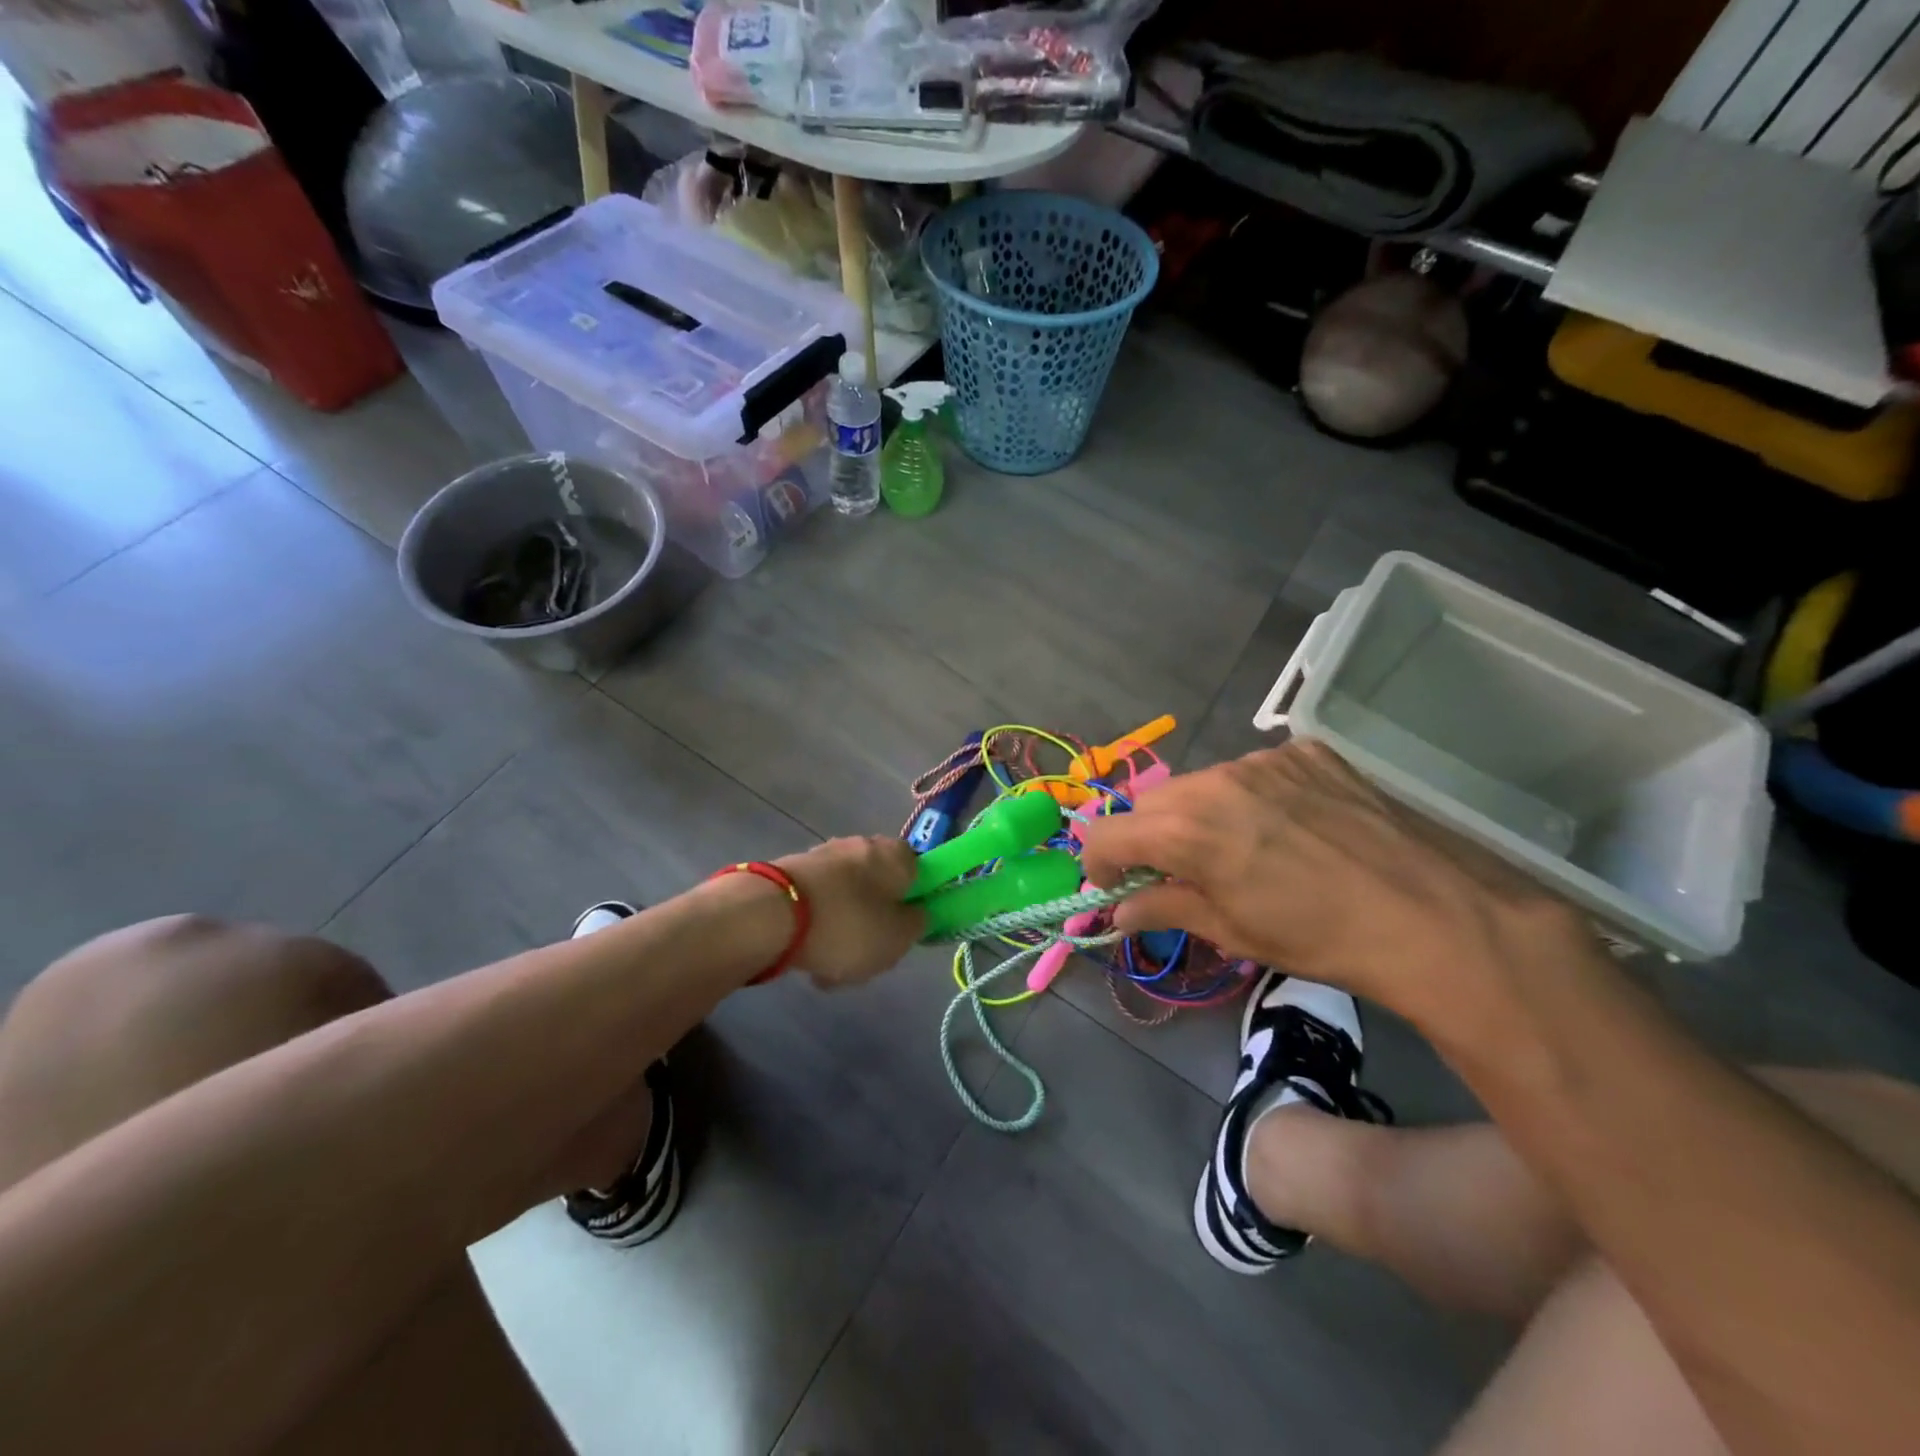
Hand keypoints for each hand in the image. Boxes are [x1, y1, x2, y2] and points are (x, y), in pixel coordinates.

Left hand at [774, 836, 923, 988]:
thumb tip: (915, 913)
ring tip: (829, 969)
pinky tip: (806, 960)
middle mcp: (861, 845)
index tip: (904, 930)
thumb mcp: (898, 938)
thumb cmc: (849, 924)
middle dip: (873, 920)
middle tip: (868, 955)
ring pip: (846, 899)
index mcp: (896, 853)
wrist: (772, 915)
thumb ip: (916, 924)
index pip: (918, 871)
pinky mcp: (792, 872)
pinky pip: (816, 905)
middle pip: (878, 887)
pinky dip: (815, 928)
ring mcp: (823, 856)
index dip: (914, 901)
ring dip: (842, 929)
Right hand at [1074, 741, 1588, 1025]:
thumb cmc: (1319, 939)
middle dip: (1150, 839)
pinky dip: (1252, 798)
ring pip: (1203, 784)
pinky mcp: (1305, 752)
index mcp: (1186, 829)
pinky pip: (1255, 772)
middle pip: (1151, 804)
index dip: (1098, 863)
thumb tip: (1120, 909)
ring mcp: (1264, 759)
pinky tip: (1289, 827)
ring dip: (1201, 815)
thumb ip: (1164, 909)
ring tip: (1243, 850)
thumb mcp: (1232, 932)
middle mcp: (1214, 780)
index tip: (1115, 887)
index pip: (1106, 833)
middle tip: (1178, 874)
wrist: (1432, 916)